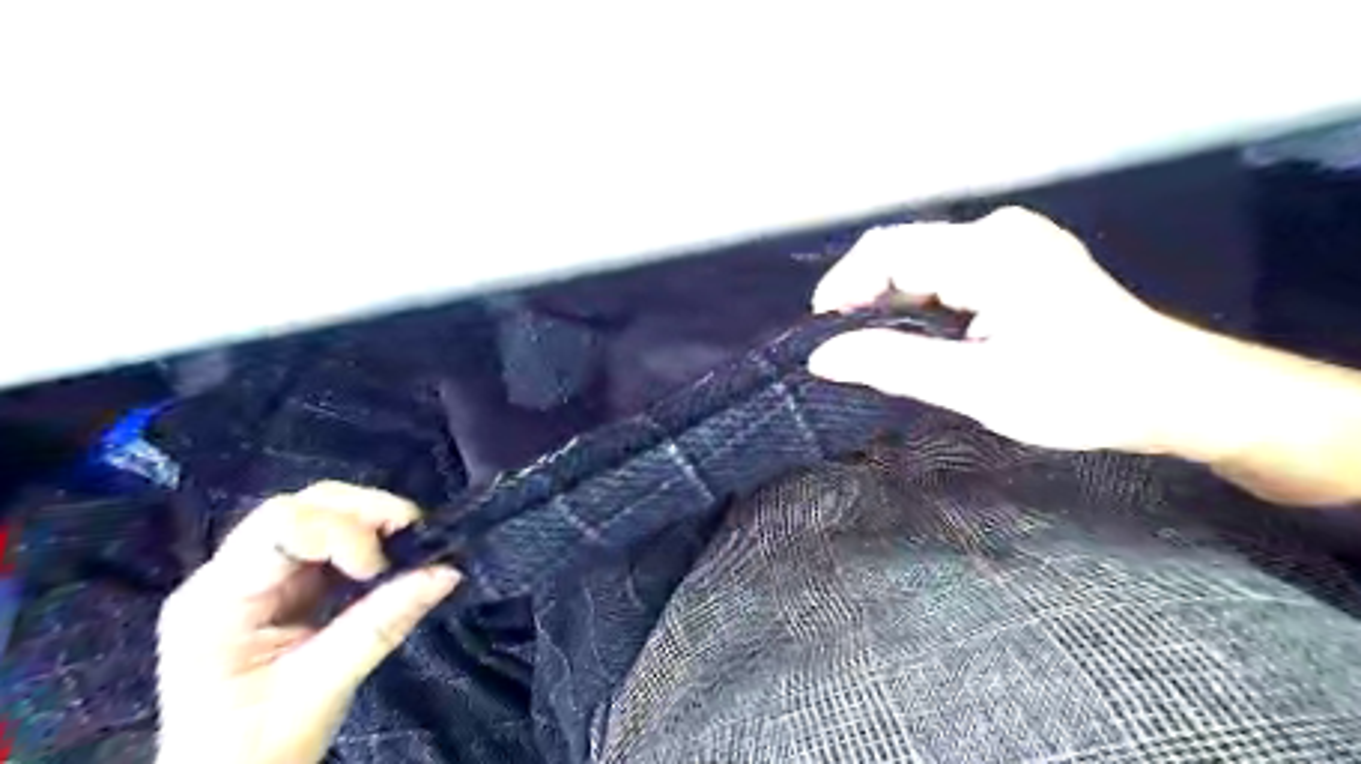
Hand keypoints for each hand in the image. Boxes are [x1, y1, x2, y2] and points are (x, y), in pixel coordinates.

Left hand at [156, 483, 456, 762]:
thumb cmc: (256, 749)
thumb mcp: (323, 686)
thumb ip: (383, 622)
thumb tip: (447, 571)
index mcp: (216, 600)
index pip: (279, 526)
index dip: (341, 531)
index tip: (381, 567)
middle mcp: (229, 574)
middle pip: (301, 507)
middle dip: (364, 513)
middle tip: (413, 536)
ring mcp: (256, 577)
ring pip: (318, 514)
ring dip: (371, 521)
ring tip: (409, 544)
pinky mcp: (282, 585)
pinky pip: (331, 541)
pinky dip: (369, 541)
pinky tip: (391, 558)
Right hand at [812, 205, 1186, 449]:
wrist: (1172, 393)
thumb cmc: (1081, 393)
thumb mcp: (979, 387)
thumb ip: (895, 366)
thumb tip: (823, 358)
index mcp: (990, 252)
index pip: (888, 251)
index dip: (843, 287)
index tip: (822, 336)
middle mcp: (998, 231)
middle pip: (902, 252)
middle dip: (863, 298)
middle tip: (848, 352)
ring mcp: (1011, 241)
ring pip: (921, 262)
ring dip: (890, 304)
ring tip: (878, 350)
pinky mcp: (1017, 259)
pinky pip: (945, 271)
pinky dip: (919, 304)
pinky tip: (918, 337)